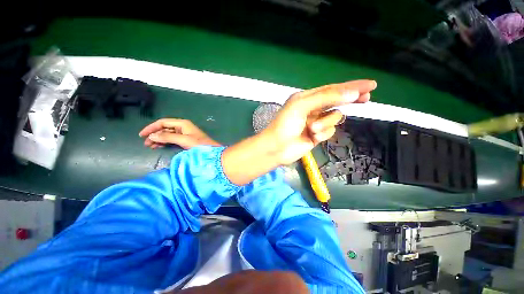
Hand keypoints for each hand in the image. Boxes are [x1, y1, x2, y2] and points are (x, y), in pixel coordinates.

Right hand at [139, 119, 219, 149]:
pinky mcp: (185, 140)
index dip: (151, 127)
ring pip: (167, 134)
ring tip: (150, 146)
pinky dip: (165, 142)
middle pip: (164, 128)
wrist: (211, 151)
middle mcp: (182, 127)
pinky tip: (158, 147)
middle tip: (146, 144)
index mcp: (182, 123)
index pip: (163, 122)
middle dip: (154, 135)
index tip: (142, 135)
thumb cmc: (199, 144)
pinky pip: (172, 139)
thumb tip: (152, 136)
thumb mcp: (183, 140)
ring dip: (158, 139)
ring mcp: (184, 133)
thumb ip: (167, 137)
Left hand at [222, 80, 376, 184]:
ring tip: (311, 129)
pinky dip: (322, 134)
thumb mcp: (303, 106)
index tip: (370, 85)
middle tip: (366, 98)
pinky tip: (312, 137)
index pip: (333, 89)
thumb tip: (353, 93)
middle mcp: (313, 108)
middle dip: (350, 100)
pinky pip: (328, 132)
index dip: (351, 87)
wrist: (277, 147)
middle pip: (337, 101)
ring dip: (325, 123)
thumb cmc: (285, 124)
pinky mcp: (317, 135)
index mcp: (308, 98)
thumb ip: (326, 98)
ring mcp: (315, 122)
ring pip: (334, 118)